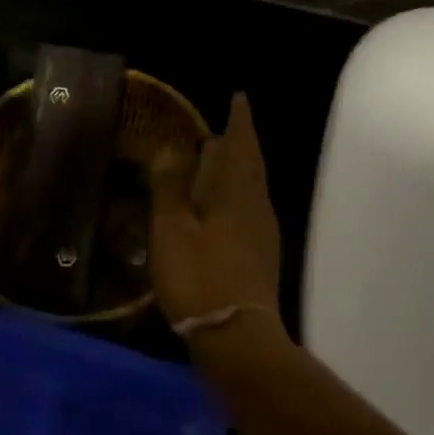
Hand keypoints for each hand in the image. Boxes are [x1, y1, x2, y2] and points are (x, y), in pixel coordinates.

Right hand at [150, 93, 281, 324]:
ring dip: (240, 165)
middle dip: (242, 140)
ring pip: (253, 184)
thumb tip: (170, 147)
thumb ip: (170, 186)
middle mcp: (256, 203)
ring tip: (221, 157)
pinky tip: (225, 203)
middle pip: (252, 161)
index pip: (242, 142)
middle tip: (228, 124)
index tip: (239, 97)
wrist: (238, 338)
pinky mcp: (262, 253)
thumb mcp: (172, 230)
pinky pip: (251, 204)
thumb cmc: (200, 277)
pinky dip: (239, 190)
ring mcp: (263, 229)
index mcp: (237, 190)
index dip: (240, 119)